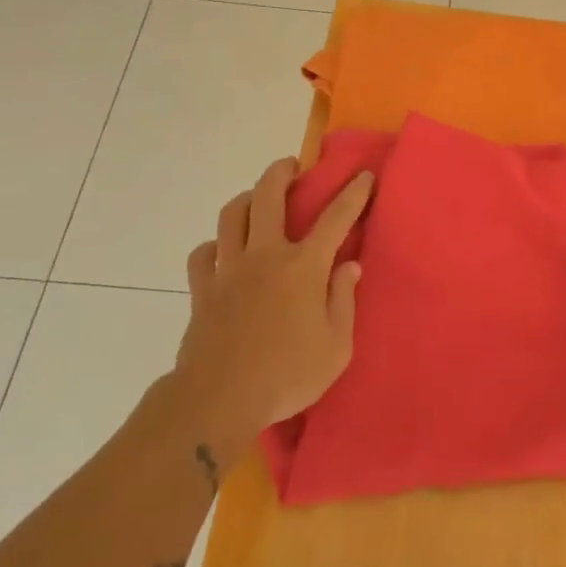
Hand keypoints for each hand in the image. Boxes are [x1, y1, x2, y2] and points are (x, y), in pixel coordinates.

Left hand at [171, 158, 373, 440]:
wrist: (219, 400)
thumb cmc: (286, 376)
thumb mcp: (336, 348)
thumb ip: (343, 301)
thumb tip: (348, 267)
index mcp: (304, 267)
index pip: (336, 218)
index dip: (353, 193)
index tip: (363, 175)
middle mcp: (265, 255)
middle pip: (269, 196)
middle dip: (282, 172)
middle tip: (292, 166)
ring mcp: (229, 269)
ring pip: (232, 215)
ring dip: (246, 198)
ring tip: (256, 199)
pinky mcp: (202, 289)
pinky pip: (202, 254)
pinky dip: (213, 246)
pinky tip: (220, 252)